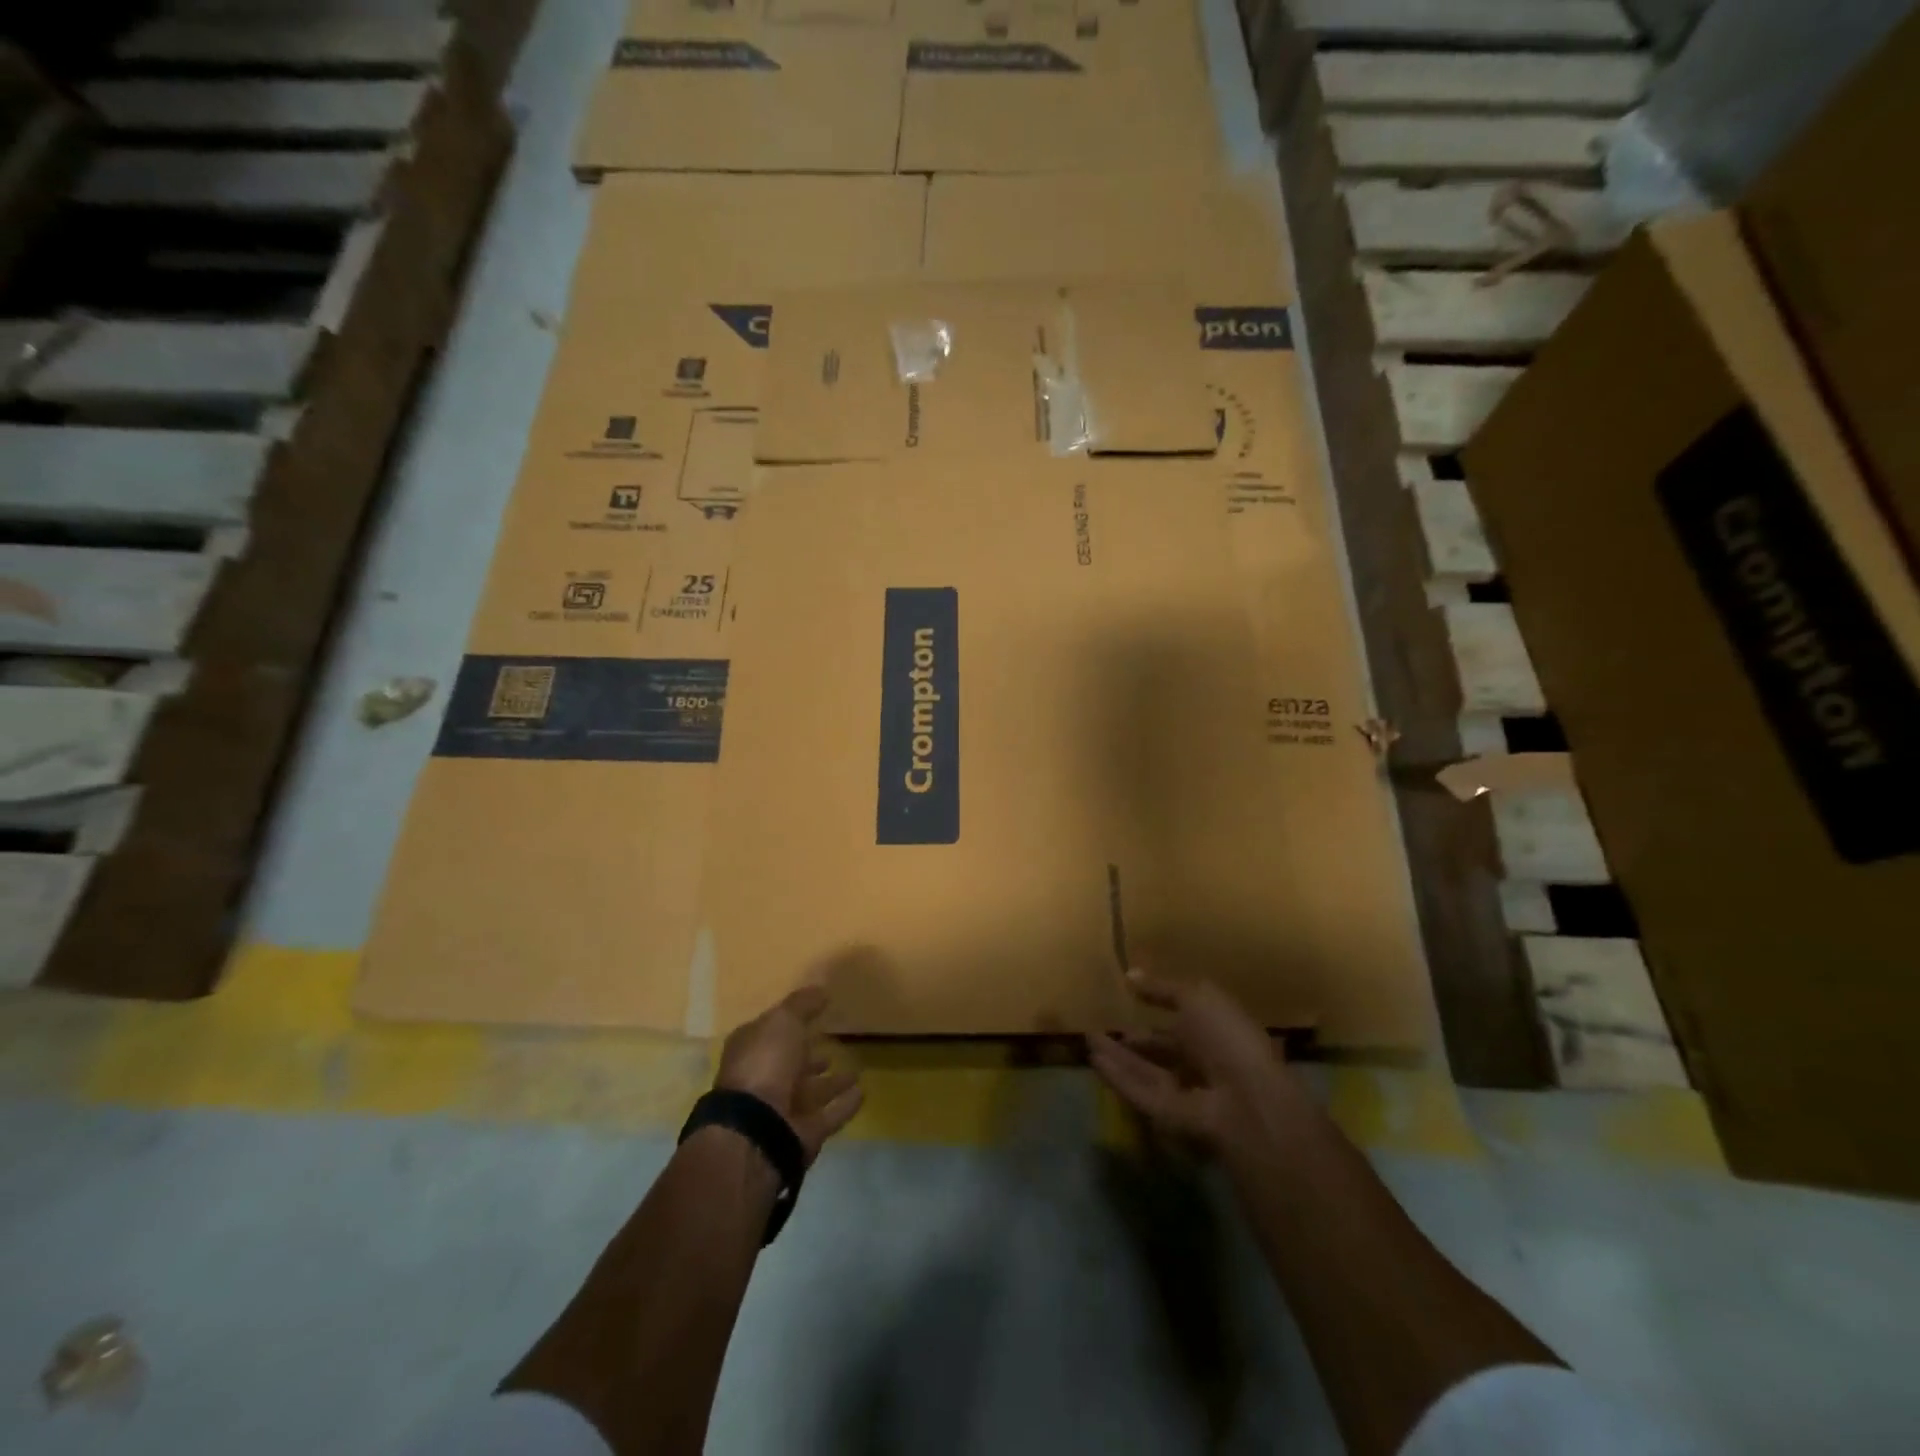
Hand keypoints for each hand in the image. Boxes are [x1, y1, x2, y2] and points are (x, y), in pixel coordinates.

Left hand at [715, 986, 863, 1163]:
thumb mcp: (784, 1020)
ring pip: (810, 1092)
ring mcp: (781, 1110)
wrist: (758, 1128)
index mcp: (750, 1051)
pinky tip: (862, 1093)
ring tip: (855, 1071)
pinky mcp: (801, 1134)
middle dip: (810, 1057)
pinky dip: (844, 1106)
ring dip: (831, 1083)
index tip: (815, 1016)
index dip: (790, 1024)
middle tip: (834, 1045)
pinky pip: (828, 1115)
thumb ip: (803, 1004)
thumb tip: (821, 990)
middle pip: (790, 1065)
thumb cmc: (765, 1063)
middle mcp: (762, 1080)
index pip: (770, 1033)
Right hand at [1088, 971, 1292, 1153]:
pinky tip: (1094, 1060)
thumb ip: (1162, 987)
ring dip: (1117, 1056)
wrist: (1244, 1099)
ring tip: (1088, 1038)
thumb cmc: (1225, 1036)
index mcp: (1216, 1032)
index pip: (1183, 1019)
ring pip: (1145, 1071)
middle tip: (1101, 1026)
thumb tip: (1130, 974)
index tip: (1129, 996)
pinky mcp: (1168, 1115)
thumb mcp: (1196, 997)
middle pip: (1162, 1050)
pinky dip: (1117, 1077)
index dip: (1158, 1007)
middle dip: (1134, 1040)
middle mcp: (1201, 1063)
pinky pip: (1138, 1092)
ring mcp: (1185, 1091)